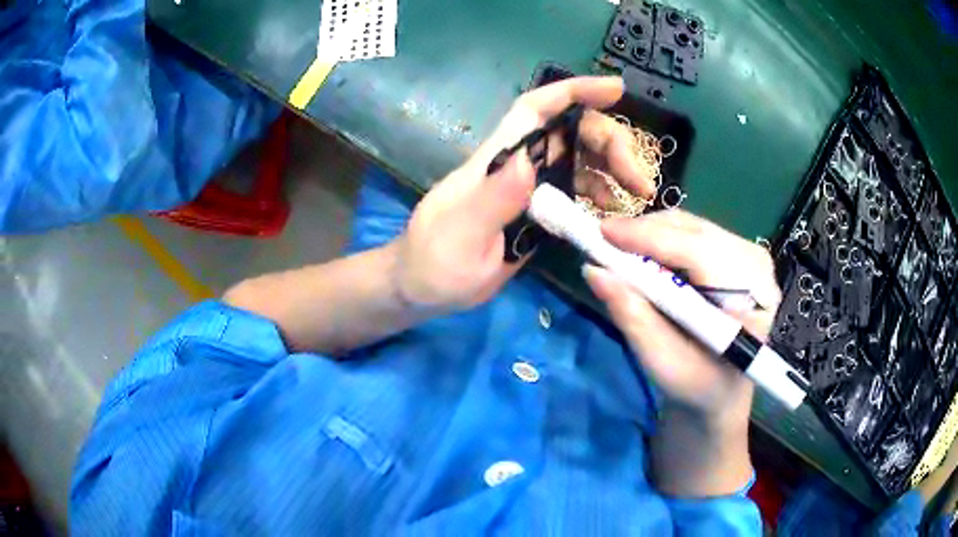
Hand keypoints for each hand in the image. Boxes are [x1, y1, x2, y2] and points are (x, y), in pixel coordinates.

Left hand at [392, 77, 655, 312]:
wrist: (424, 288)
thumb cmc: (433, 262)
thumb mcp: (460, 235)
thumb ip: (492, 200)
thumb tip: (527, 162)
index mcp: (496, 161)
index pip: (535, 111)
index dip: (573, 91)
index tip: (615, 89)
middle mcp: (518, 166)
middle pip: (572, 133)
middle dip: (611, 143)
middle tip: (640, 180)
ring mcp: (530, 190)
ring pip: (580, 160)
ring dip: (614, 169)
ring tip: (640, 195)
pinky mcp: (538, 212)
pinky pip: (577, 191)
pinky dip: (601, 194)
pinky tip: (616, 210)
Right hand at [584, 211, 781, 428]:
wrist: (722, 388)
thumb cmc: (697, 384)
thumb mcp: (662, 362)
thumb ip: (632, 316)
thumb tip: (594, 271)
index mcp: (752, 298)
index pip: (699, 252)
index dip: (650, 238)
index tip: (602, 232)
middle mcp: (757, 265)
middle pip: (695, 231)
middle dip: (646, 232)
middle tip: (604, 241)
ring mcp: (750, 254)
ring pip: (692, 226)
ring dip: (653, 233)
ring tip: (622, 250)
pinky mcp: (738, 251)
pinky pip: (695, 231)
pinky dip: (664, 237)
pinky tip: (646, 254)